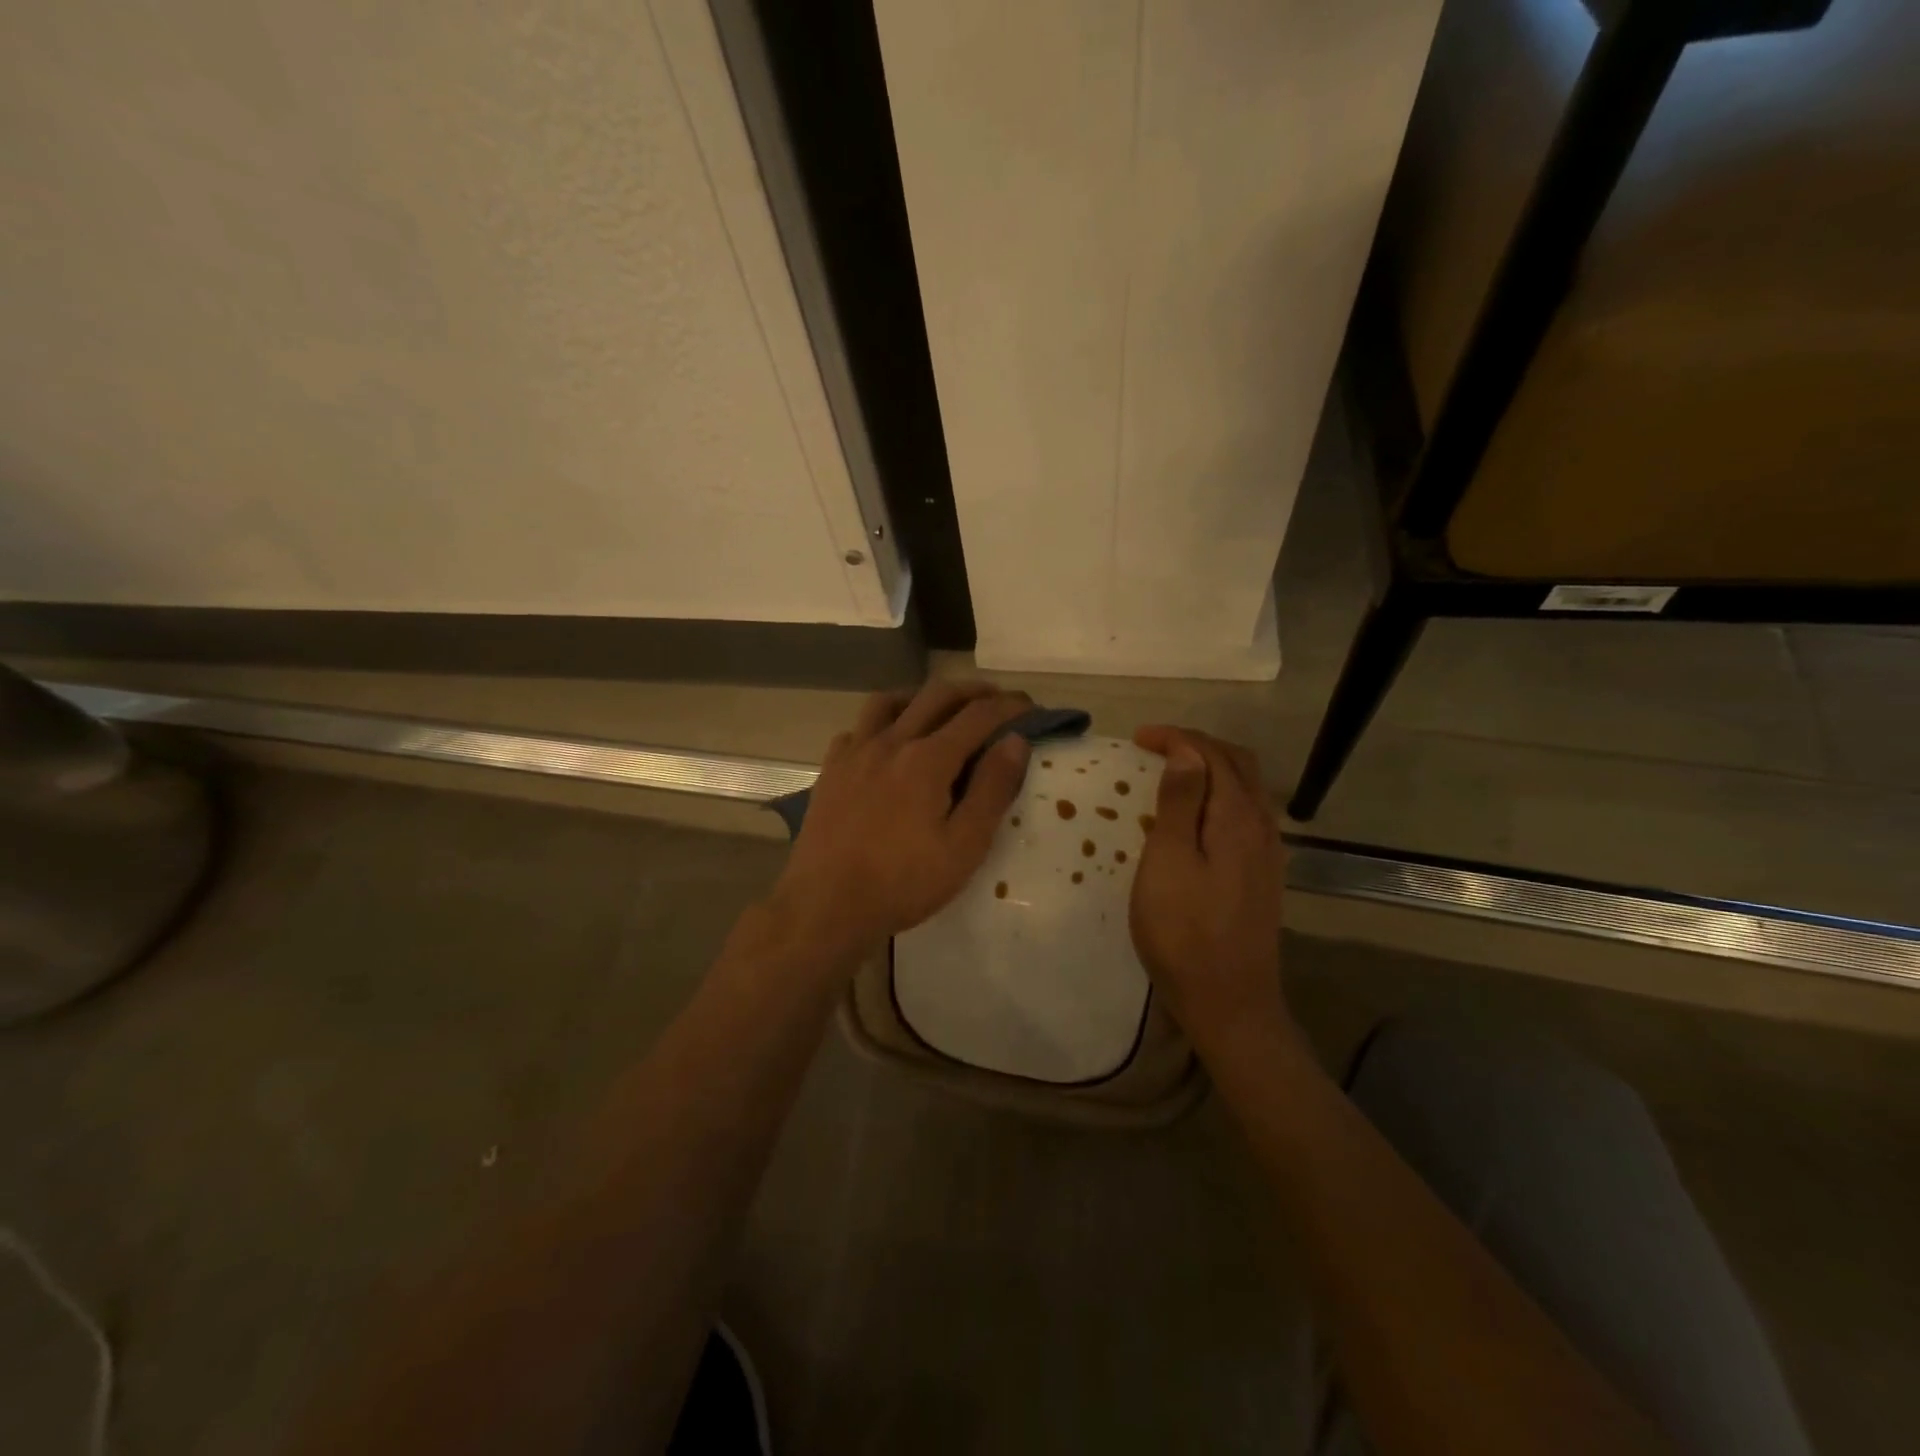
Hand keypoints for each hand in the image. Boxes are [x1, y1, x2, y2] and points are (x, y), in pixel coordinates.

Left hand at [769, 682, 1032, 962]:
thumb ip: (992, 789)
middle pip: (937, 695)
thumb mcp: (964, 846)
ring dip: (923, 697)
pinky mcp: (831, 769)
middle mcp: (891, 742)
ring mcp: (855, 752)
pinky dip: (882, 723)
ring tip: (941, 710)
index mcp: (927, 759)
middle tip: (997, 700)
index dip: (1009, 706)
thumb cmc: (903, 883)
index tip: (1030, 707)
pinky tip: (887, 743)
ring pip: (891, 701)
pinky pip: (859, 728)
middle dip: (973, 691)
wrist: (826, 905)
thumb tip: (1015, 741)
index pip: (978, 715)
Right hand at [1129, 727, 1289, 1057]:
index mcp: (1237, 817)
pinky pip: (1246, 813)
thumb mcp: (1169, 863)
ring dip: (1211, 768)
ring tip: (1173, 771)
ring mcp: (1267, 853)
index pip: (1212, 755)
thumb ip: (1180, 803)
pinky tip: (1198, 815)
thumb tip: (1186, 752)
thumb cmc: (1185, 933)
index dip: (1177, 738)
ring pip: (1246, 788)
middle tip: (1155, 747)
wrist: (1230, 1003)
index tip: (1138, 738)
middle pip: (1238, 764)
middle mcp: (1262, 827)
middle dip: (1197, 745)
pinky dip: (1220, 795)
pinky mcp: (1263, 875)